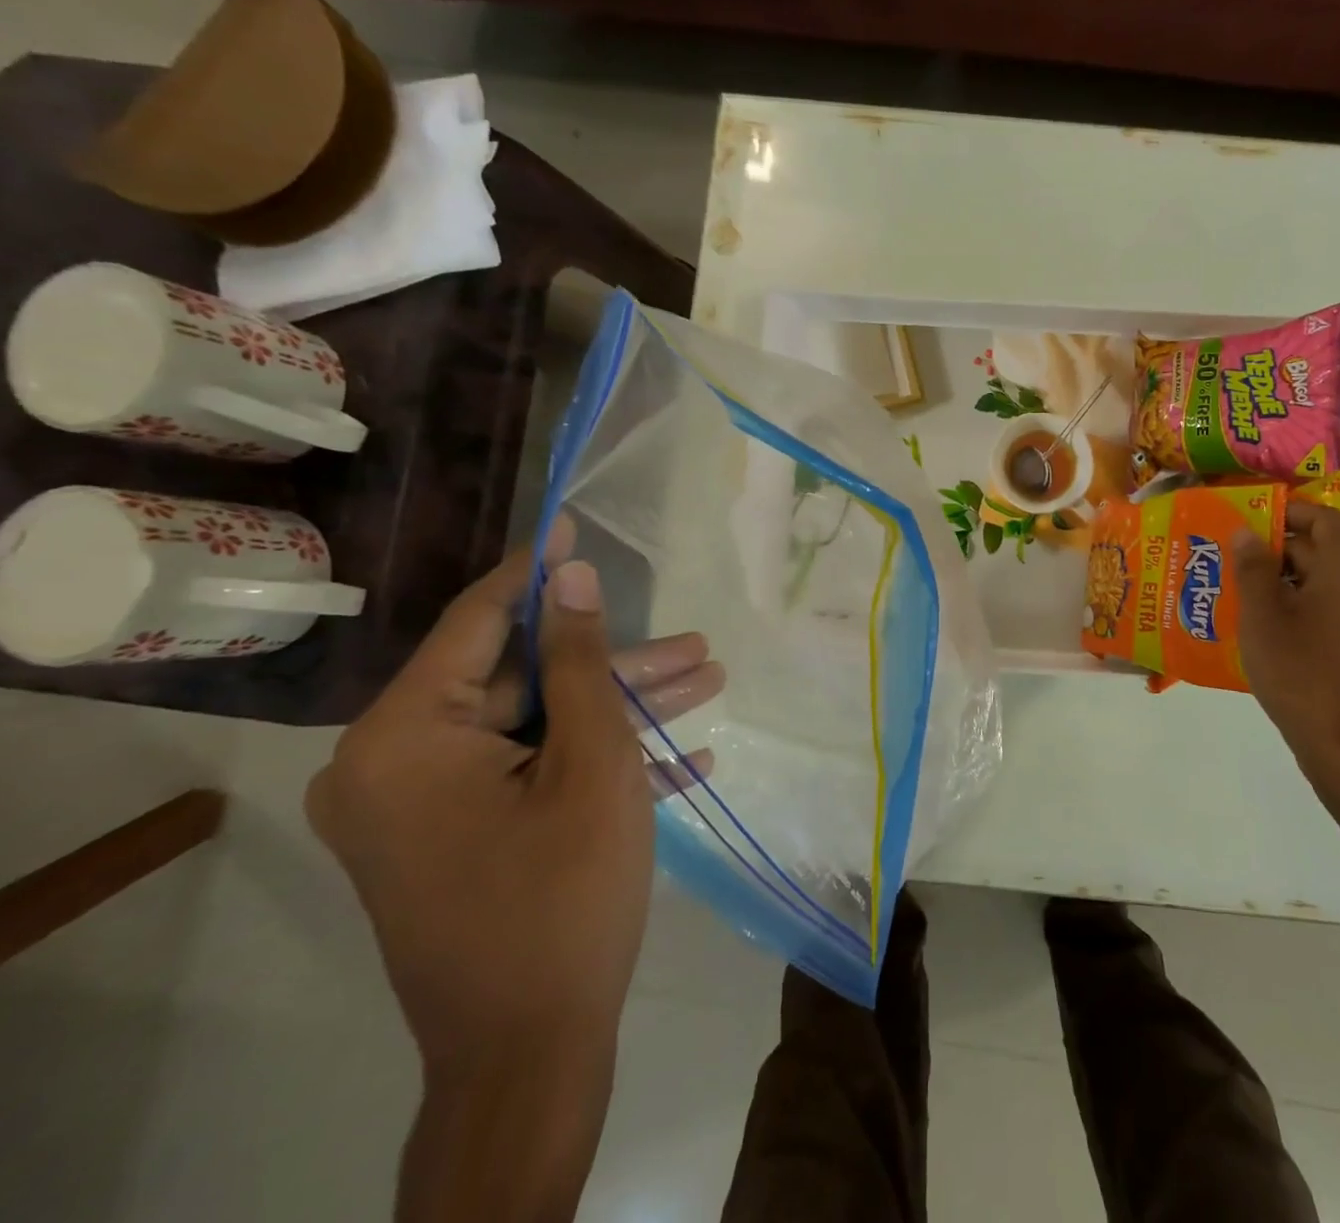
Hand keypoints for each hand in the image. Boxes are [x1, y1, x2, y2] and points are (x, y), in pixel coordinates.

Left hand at [306, 518, 724, 1073]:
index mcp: (405, 738)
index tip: (577, 520)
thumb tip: (572, 576)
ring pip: (539, 727)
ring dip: (623, 710)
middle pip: (524, 681)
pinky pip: (534, 775)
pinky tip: (687, 757)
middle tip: (695, 646)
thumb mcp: (591, 761)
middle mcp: (396, 765)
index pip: (480, 622)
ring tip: (707, 684)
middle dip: (617, 665)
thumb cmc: (564, 893)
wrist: (533, 1054)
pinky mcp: (460, 838)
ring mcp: (428, 807)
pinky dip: (600, 762)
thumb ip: (581, 662)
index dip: (540, 571)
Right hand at [1233, 500, 1339, 798]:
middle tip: (1234, 558)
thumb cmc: (1299, 671)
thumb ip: (1253, 568)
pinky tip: (1267, 623)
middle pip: (1325, 549)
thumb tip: (1247, 532)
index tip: (1250, 519)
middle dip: (1279, 549)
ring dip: (1287, 578)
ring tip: (1242, 590)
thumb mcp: (1263, 616)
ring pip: (1327, 580)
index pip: (1325, 519)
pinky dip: (1302, 603)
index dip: (1288, 512)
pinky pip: (1334, 607)